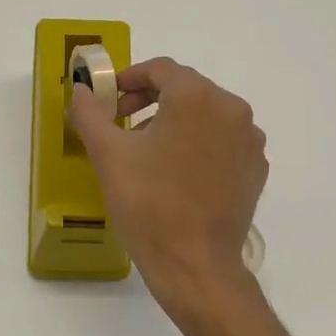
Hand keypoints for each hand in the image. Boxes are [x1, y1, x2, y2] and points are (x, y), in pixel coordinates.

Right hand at [68, 58, 266, 319]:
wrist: (195, 265)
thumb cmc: (148, 205)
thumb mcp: (108, 154)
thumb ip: (90, 112)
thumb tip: (79, 89)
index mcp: (197, 97)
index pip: (161, 69)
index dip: (129, 78)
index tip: (109, 100)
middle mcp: (232, 109)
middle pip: (186, 89)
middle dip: (151, 100)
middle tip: (123, 123)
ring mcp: (250, 140)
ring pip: (207, 114)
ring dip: (175, 122)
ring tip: (148, 152)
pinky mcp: (256, 168)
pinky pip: (224, 141)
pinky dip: (200, 144)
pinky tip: (179, 173)